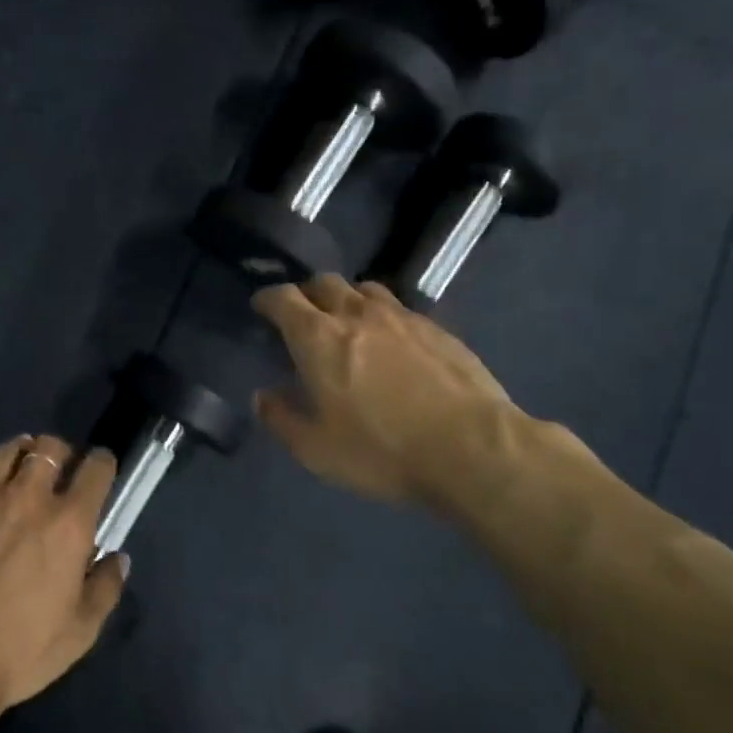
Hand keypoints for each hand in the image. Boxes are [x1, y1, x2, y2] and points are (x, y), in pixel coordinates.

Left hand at [0, 435, 126, 717]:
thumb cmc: (17, 651)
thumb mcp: (79, 632)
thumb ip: (104, 588)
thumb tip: (116, 559)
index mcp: (67, 523)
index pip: (96, 469)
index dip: (102, 465)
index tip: (100, 473)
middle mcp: (26, 496)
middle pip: (49, 448)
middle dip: (59, 454)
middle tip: (56, 474)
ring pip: (5, 452)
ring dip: (18, 458)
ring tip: (15, 475)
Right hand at [253, 276, 526, 508]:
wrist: (471, 448)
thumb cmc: (382, 450)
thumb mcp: (317, 449)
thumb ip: (282, 419)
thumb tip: (262, 396)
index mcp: (319, 338)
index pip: (283, 298)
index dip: (267, 299)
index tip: (261, 307)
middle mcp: (356, 315)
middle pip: (324, 283)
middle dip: (307, 293)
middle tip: (303, 315)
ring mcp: (401, 317)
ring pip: (365, 288)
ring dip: (347, 298)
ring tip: (347, 321)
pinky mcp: (437, 329)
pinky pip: (399, 308)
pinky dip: (383, 315)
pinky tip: (391, 341)